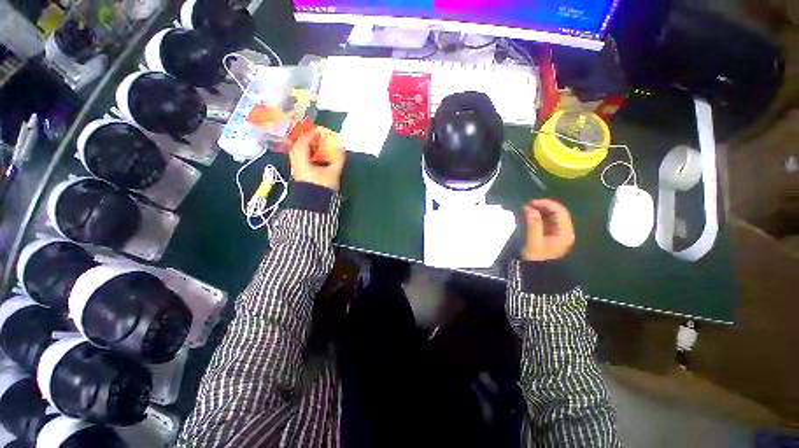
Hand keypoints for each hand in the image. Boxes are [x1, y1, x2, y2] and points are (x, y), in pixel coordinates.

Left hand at [289, 129, 345, 190]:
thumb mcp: (334, 172)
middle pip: (297, 146)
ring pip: (297, 153)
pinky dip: (306, 155)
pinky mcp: (299, 175)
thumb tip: (342, 147)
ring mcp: (296, 169)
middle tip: (316, 138)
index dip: (311, 135)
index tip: (320, 131)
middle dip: (306, 140)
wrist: (316, 205)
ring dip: (306, 147)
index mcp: (302, 160)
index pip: (303, 142)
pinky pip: (299, 159)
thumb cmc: (323, 187)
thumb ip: (338, 159)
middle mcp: (296, 163)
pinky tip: (314, 157)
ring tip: (316, 146)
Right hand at [522, 199, 575, 261]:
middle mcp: (565, 231)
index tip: (531, 203)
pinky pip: (548, 222)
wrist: (536, 273)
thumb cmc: (536, 258)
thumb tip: (530, 208)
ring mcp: (559, 234)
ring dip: (540, 211)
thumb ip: (533, 224)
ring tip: (527, 210)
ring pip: (552, 217)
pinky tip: (530, 217)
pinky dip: (539, 218)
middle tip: (527, 206)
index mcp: (565, 232)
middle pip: (557, 213)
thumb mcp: (533, 242)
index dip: (546, 204)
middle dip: (543, 207)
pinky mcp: (552, 236)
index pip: (559, 211)